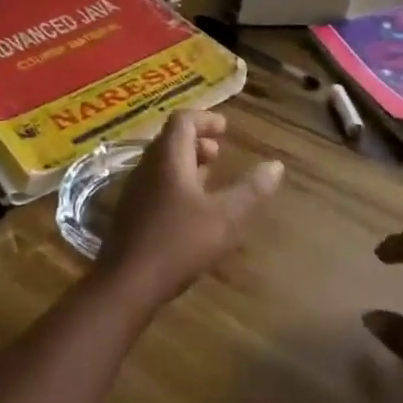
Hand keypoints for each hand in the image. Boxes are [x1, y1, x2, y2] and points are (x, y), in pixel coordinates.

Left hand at [93, 110, 282, 312]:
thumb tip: (276, 165)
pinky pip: (155, 183)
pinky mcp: (130, 212)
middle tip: (219, 153)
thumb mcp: (225, 218)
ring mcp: (135, 190)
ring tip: (209, 178)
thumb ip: (251, 190)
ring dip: (186, 163)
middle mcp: (147, 167)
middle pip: (170, 140)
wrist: (126, 284)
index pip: (182, 120)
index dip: (205, 119)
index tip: (225, 128)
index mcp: (168, 159)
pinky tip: (190, 210)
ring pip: (161, 163)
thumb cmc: (178, 243)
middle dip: (196, 141)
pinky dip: (175, 183)